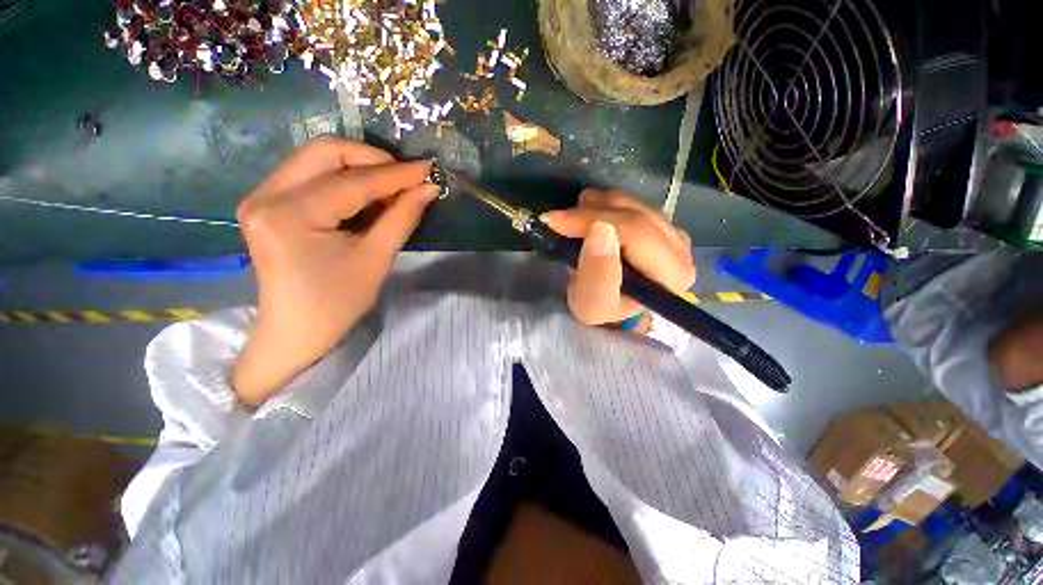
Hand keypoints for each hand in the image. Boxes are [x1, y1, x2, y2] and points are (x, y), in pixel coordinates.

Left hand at [233, 138, 437, 406]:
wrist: (296, 331)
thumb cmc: (338, 303)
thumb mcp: (376, 259)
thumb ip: (402, 217)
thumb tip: (428, 188)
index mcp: (291, 215)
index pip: (353, 181)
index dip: (396, 174)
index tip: (428, 169)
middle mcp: (266, 195)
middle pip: (325, 151)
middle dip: (372, 159)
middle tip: (406, 178)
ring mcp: (261, 196)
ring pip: (316, 158)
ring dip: (359, 167)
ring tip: (391, 189)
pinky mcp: (266, 202)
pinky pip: (309, 174)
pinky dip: (343, 178)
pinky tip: (366, 196)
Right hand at [540, 188, 695, 326]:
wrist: (615, 309)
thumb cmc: (604, 311)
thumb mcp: (593, 305)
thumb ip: (597, 274)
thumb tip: (600, 229)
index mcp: (672, 273)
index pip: (635, 231)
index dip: (592, 220)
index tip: (556, 221)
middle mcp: (681, 248)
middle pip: (635, 213)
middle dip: (590, 211)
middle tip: (558, 217)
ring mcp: (673, 231)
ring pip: (633, 202)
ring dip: (597, 204)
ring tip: (573, 216)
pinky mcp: (661, 223)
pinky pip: (632, 202)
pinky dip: (606, 203)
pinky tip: (589, 212)